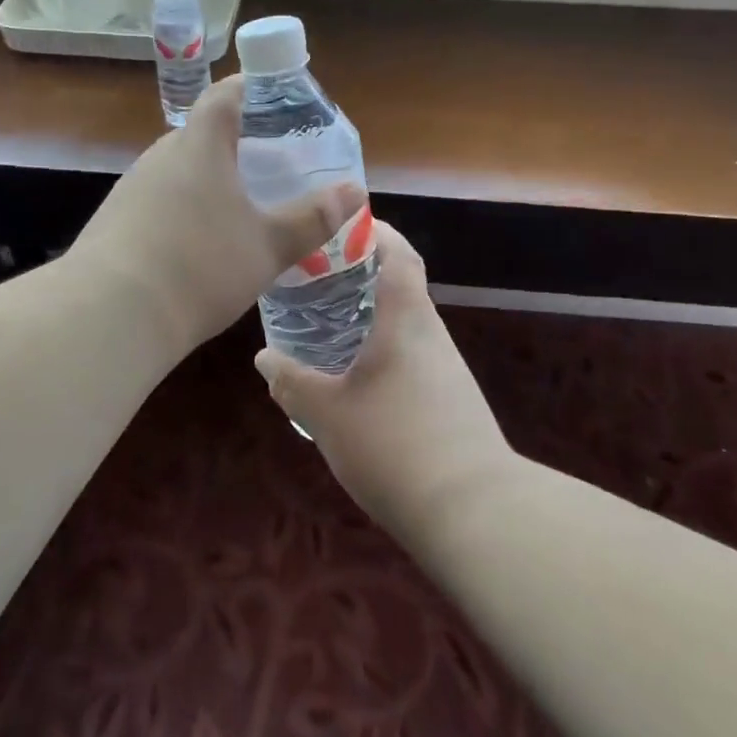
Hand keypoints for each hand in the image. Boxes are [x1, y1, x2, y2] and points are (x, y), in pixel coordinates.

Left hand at [68, 75, 365, 361]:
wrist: (110, 315)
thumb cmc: (200, 266)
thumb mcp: (268, 246)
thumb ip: (312, 219)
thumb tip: (355, 192)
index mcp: (199, 145)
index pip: (224, 95)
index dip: (251, 88)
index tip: (277, 98)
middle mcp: (161, 156)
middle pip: (203, 133)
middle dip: (238, 142)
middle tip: (272, 164)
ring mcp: (132, 188)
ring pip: (180, 169)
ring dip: (210, 178)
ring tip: (242, 204)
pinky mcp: (115, 220)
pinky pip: (160, 199)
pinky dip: (185, 207)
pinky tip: (200, 242)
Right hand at [257, 221, 512, 544]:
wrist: (474, 512)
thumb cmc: (394, 446)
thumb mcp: (326, 414)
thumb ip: (291, 382)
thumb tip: (263, 358)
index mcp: (406, 319)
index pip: (399, 254)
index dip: (376, 231)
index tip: (343, 224)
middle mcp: (432, 334)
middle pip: (402, 286)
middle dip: (363, 274)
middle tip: (319, 277)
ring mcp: (448, 369)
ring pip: (407, 324)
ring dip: (374, 315)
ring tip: (330, 324)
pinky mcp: (454, 401)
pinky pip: (415, 357)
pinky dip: (386, 350)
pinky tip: (359, 378)